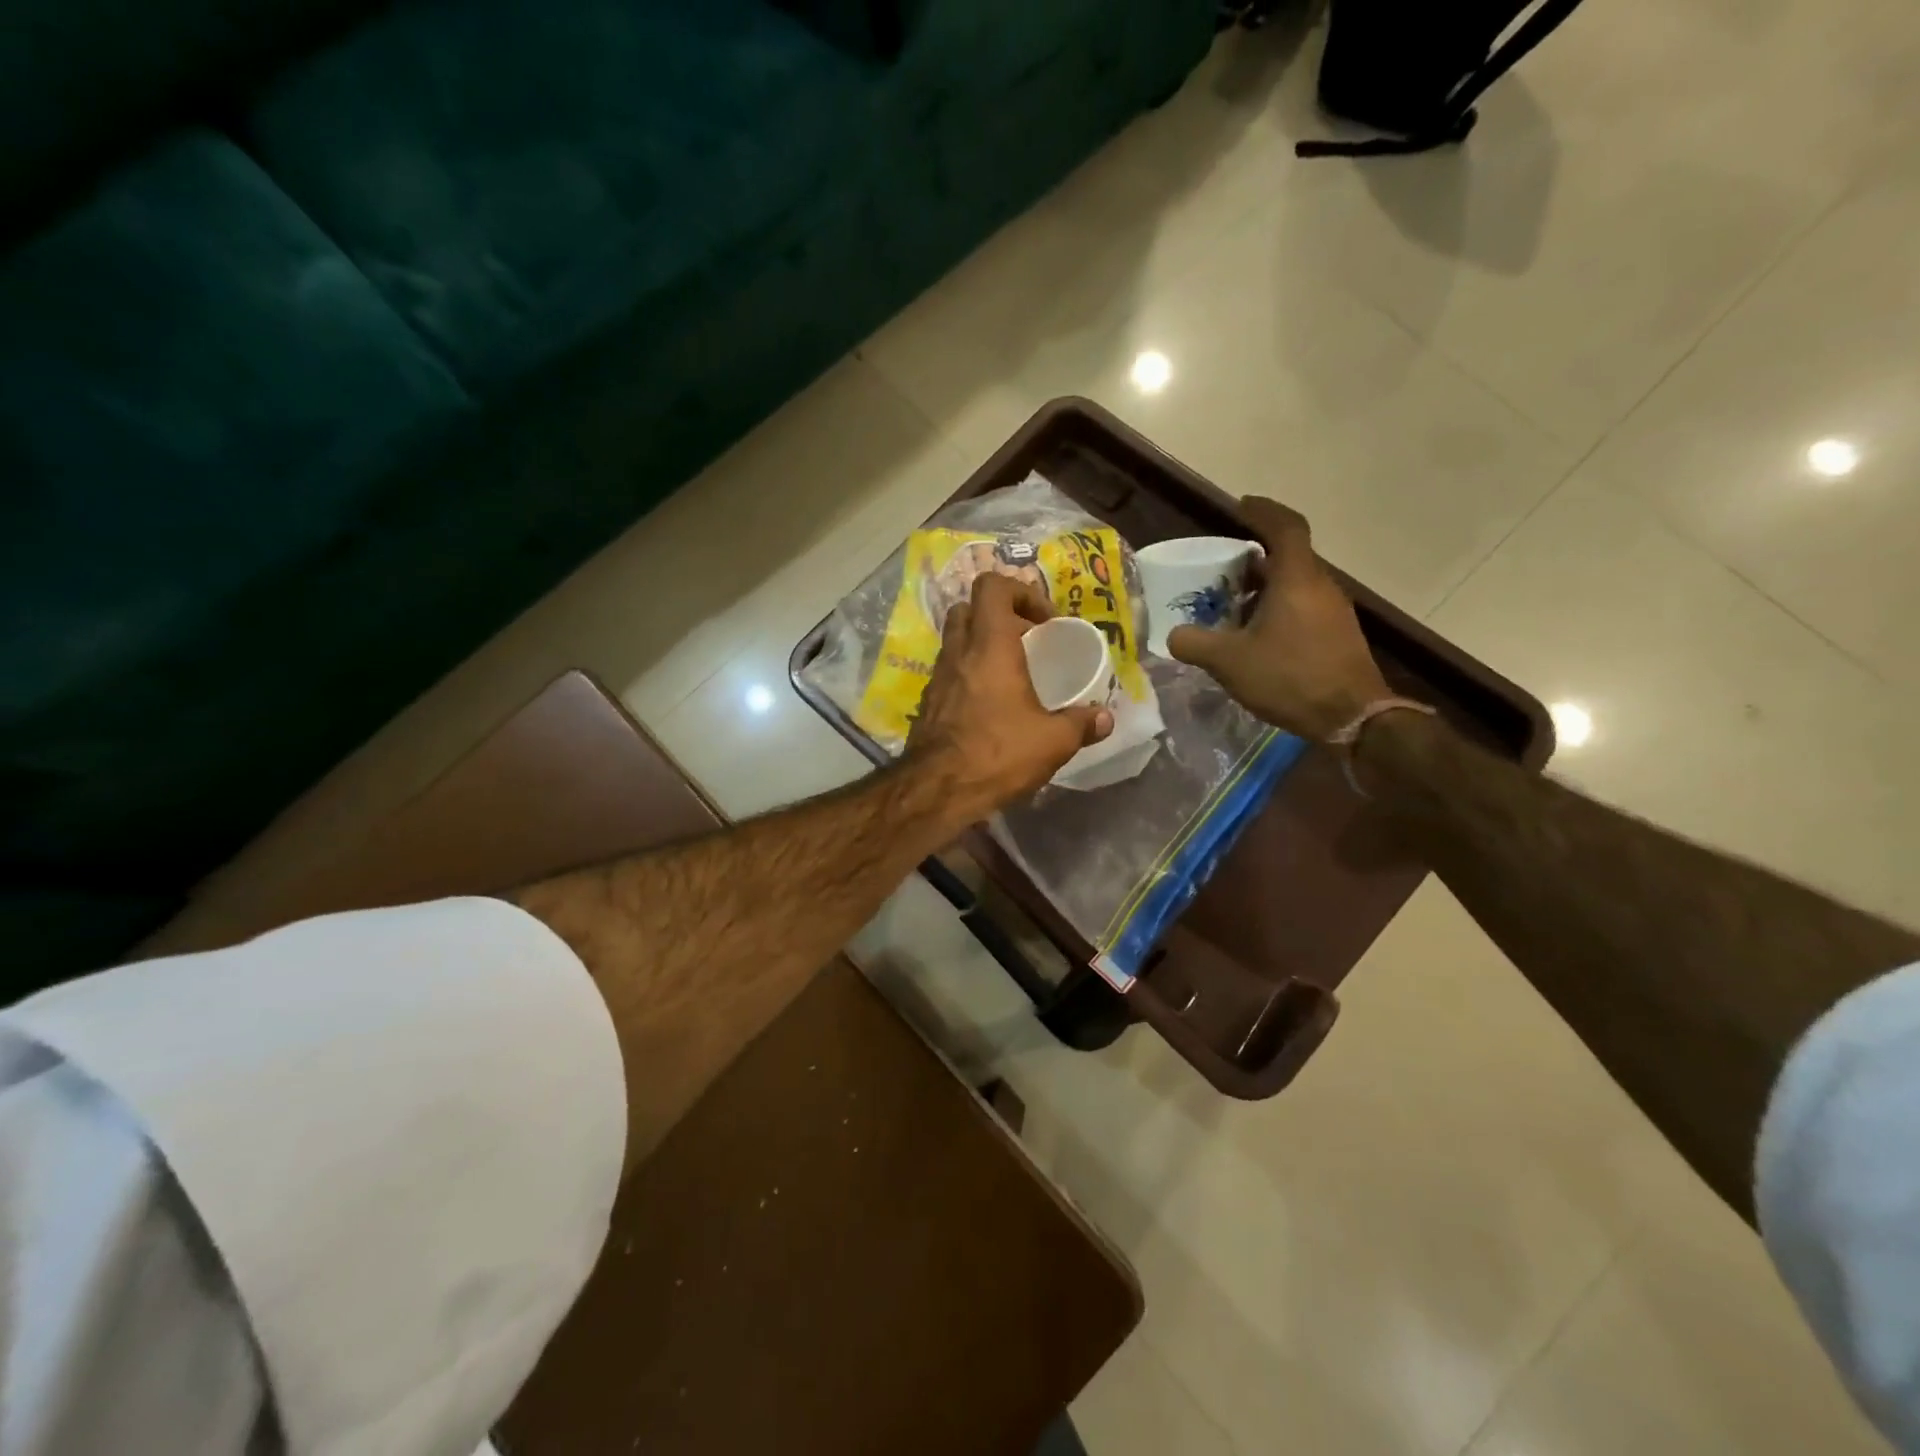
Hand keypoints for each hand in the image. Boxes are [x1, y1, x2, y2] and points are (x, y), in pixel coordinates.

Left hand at [908, 572, 1112, 817]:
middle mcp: (959, 652)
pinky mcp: (927, 703)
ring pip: (954, 640)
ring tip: (1009, 675)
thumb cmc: (998, 753)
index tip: (1044, 623)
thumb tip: (1105, 718)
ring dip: (980, 645)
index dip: (1020, 592)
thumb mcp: (1052, 741)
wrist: (937, 790)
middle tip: (1025, 642)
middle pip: (968, 608)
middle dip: (998, 616)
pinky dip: (967, 675)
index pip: (992, 586)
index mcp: (990, 645)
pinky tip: (987, 706)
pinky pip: (948, 673)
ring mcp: (937, 677)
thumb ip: (1081, 724)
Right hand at [1166, 498, 1389, 740]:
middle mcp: (1320, 585)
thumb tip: (1174, 636)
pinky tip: (1256, 636)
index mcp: (1296, 578)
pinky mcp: (1337, 633)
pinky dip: (1276, 608)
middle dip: (1252, 559)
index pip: (1284, 527)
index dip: (1263, 511)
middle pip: (1287, 557)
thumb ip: (1194, 643)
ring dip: (1263, 588)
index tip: (1240, 506)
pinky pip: (1302, 606)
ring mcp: (1333, 610)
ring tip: (1231, 606)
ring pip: (1294, 584)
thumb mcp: (1229, 662)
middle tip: (1220, 571)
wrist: (1352, 716)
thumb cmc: (1290, 677)